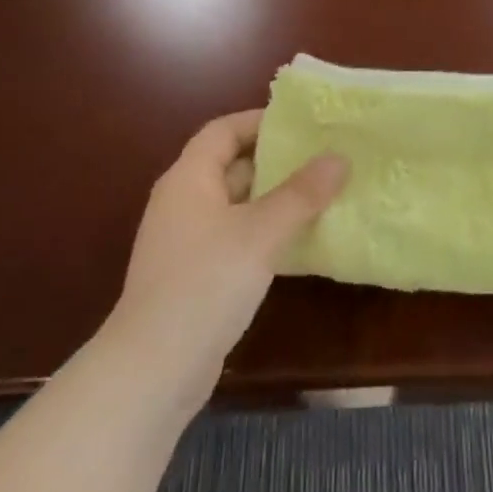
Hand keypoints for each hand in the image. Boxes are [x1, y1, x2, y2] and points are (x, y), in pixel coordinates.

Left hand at [110, 111, 346, 404]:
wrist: (154, 370)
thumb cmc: (205, 283)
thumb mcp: (260, 232)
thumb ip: (301, 194)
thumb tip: (338, 158)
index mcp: (188, 179)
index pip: (223, 130)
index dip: (259, 121)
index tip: (303, 123)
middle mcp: (183, 202)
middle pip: (231, 165)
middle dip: (276, 160)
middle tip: (323, 157)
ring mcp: (187, 241)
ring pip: (236, 204)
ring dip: (274, 198)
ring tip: (322, 193)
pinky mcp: (195, 275)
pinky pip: (235, 236)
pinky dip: (265, 231)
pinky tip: (298, 240)